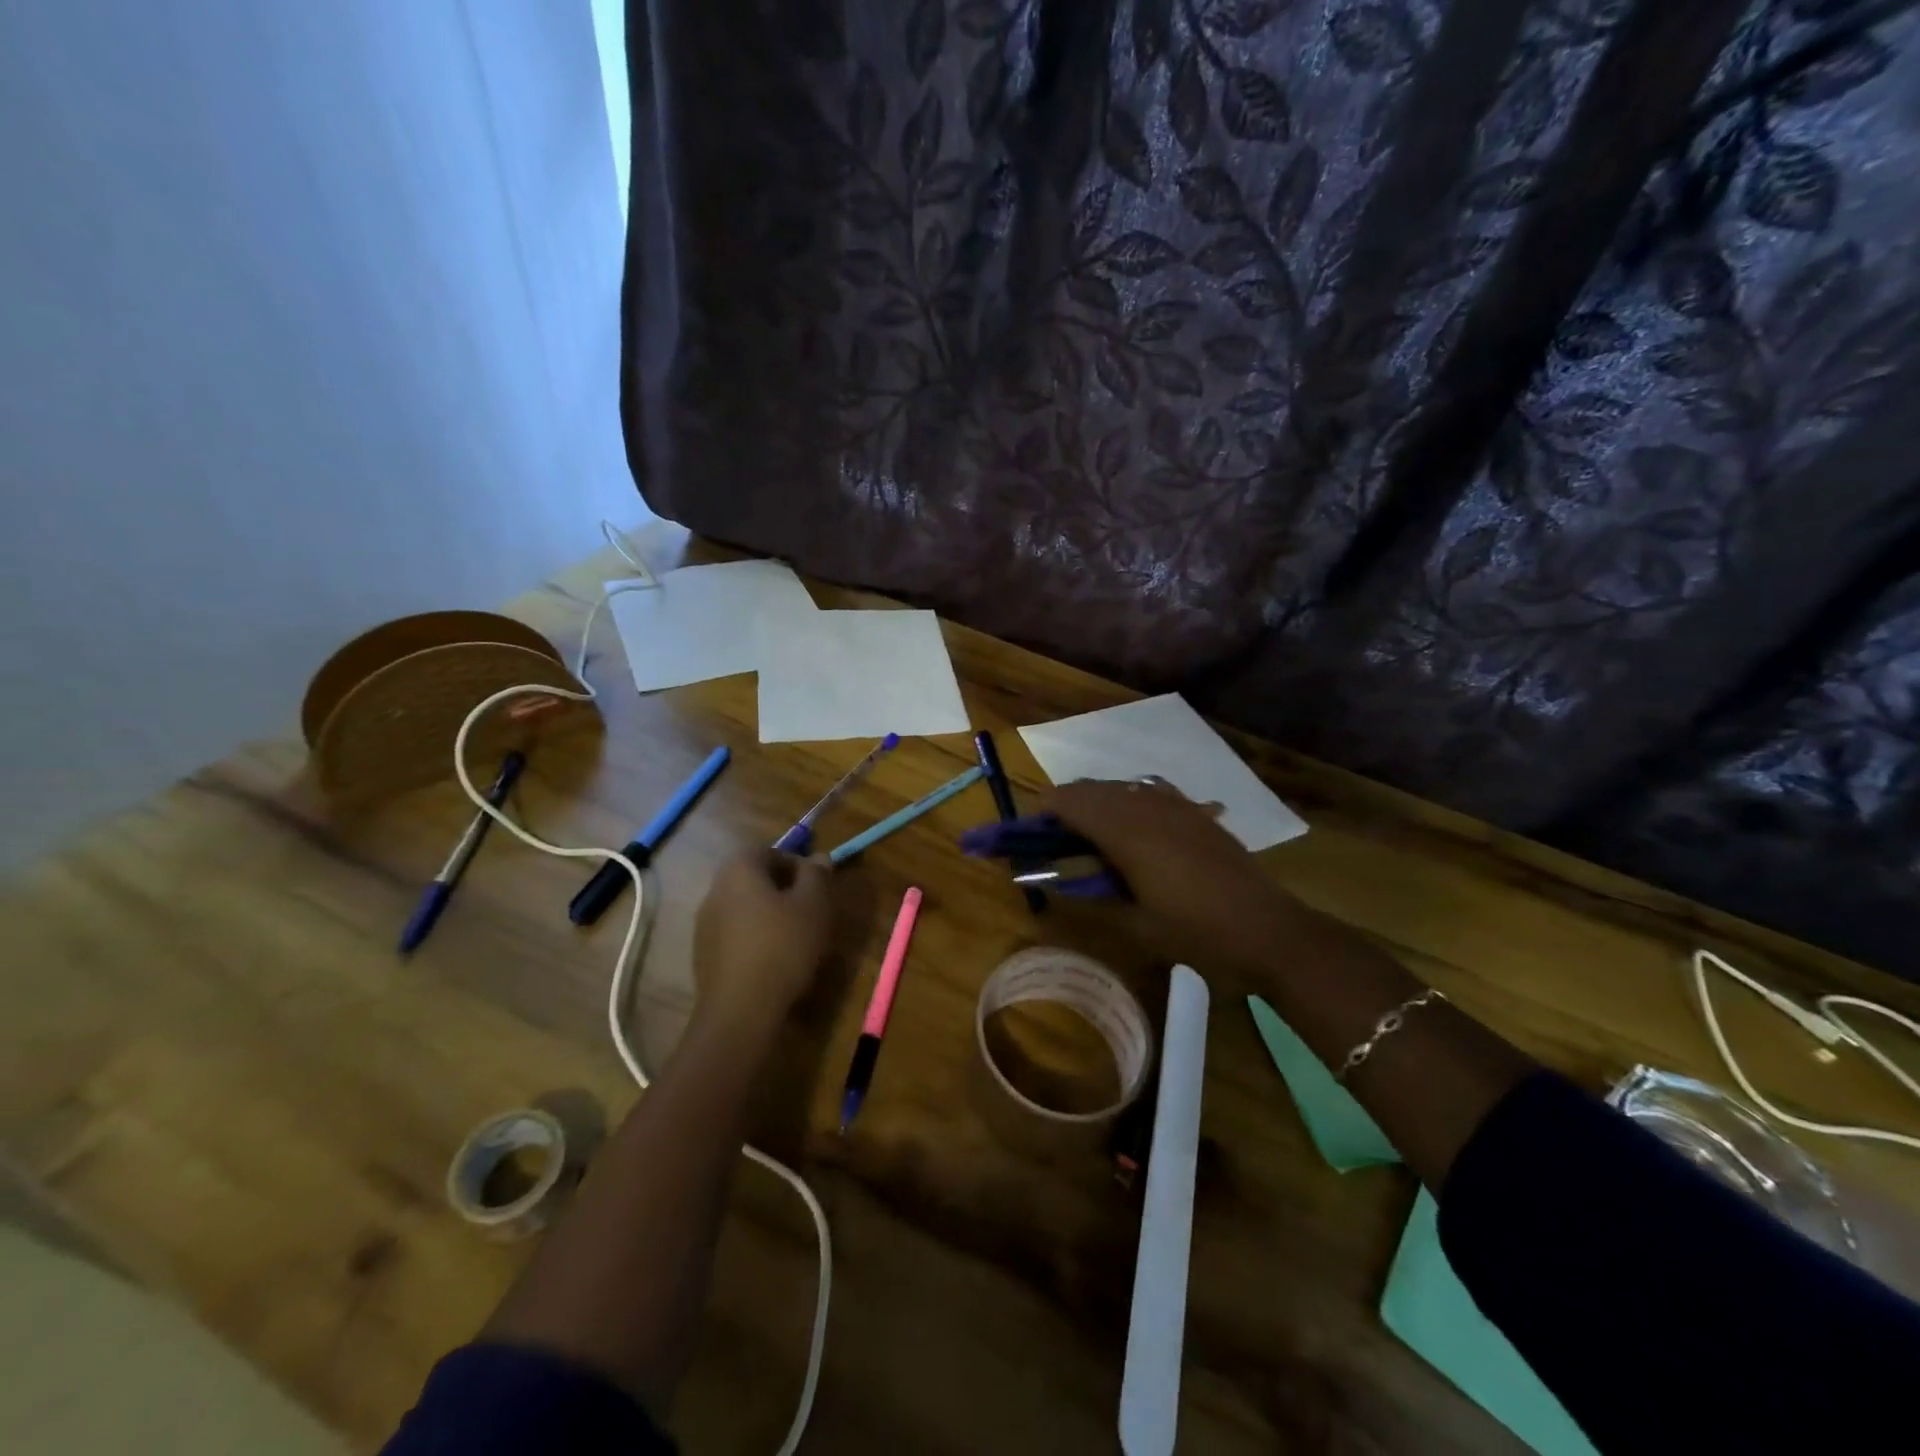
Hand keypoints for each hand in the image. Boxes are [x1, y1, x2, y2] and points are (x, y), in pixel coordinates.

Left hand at [692, 850, 833, 1032]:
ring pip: (745, 907)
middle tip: (811, 910)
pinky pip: (736, 935)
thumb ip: (817, 874)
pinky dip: (756, 939)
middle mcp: (715, 890)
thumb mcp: (814, 905)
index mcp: (738, 869)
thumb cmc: (783, 946)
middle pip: (755, 878)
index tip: (817, 886)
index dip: (797, 863)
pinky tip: (775, 962)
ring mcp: (704, 924)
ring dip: (770, 915)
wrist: (740, 1011)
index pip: (769, 850)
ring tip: (797, 939)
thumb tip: (818, 857)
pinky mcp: (703, 955)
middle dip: (784, 889)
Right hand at [1045, 779, 1307, 977]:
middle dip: (1065, 806)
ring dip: (1096, 802)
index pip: (1069, 801)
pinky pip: (1150, 792)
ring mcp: (1176, 805)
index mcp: (1126, 832)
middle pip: (1092, 788)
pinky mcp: (1197, 812)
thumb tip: (1055, 880)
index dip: (1042, 812)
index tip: (1027, 835)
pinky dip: (1129, 802)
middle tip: (1053, 839)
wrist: (1268, 930)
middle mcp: (1147, 806)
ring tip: (1090, 837)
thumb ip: (1091, 895)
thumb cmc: (1196, 934)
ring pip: (1121, 787)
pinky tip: (1133, 826)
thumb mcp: (1135, 923)